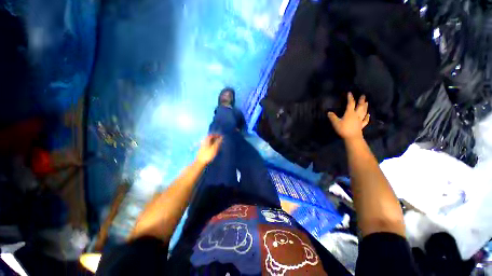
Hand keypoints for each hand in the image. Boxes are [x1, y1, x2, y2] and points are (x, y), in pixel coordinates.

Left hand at [196, 134, 222, 165]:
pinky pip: (208, 145)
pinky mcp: (202, 150)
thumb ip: (218, 142)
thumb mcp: (214, 148)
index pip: (212, 135)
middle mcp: (204, 141)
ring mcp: (202, 146)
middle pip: (210, 138)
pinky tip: (214, 148)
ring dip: (214, 142)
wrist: (200, 162)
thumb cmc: (208, 155)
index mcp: (206, 140)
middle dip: (216, 138)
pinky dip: (212, 145)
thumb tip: (221, 137)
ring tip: (219, 144)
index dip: (217, 135)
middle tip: (221, 140)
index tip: (222, 136)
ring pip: (209, 142)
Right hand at [327, 92, 369, 140]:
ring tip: (367, 102)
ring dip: (365, 107)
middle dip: (361, 100)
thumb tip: (328, 112)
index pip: (350, 104)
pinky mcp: (361, 125)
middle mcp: (356, 115)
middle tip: (363, 95)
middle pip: (360, 106)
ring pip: (364, 112)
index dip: (350, 98)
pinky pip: (365, 120)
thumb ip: (332, 117)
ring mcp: (360, 120)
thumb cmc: (343, 129)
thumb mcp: (335, 123)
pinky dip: (367, 117)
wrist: (352, 137)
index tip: (350, 93)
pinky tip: (368, 115)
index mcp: (350, 113)